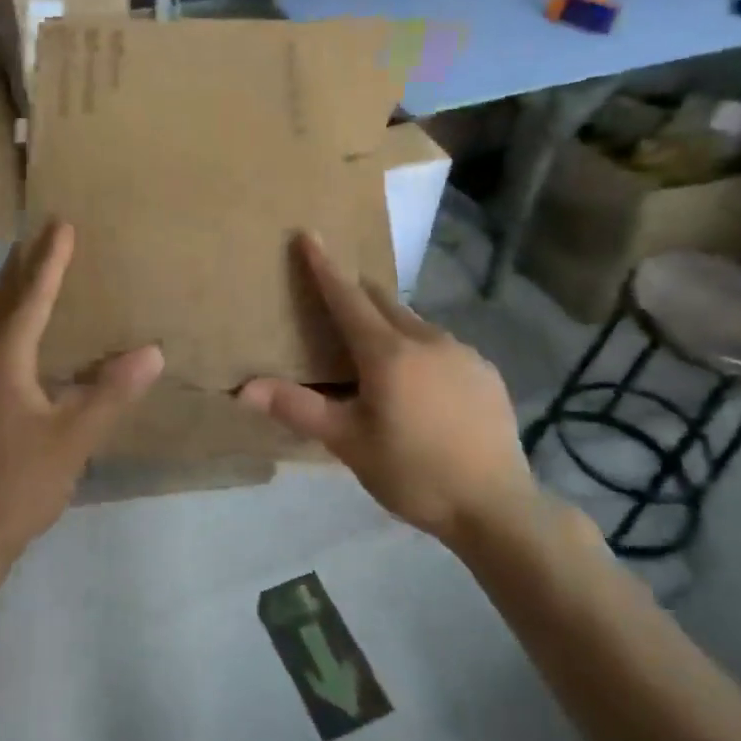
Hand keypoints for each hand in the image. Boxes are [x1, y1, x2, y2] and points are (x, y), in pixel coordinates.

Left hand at [0, 222, 163, 563]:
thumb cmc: (17, 483)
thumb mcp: (72, 438)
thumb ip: (110, 393)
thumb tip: (150, 351)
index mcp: (0, 362)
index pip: (30, 300)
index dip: (49, 262)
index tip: (62, 225)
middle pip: (2, 305)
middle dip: (23, 269)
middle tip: (42, 235)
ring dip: (15, 297)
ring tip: (35, 275)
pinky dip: (14, 329)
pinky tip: (30, 342)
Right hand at [238, 233, 541, 553]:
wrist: (495, 505)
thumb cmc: (413, 473)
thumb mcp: (348, 443)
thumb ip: (299, 409)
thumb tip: (245, 389)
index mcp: (388, 353)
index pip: (347, 297)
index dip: (324, 266)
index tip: (308, 234)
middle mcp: (427, 340)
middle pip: (384, 302)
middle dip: (357, 291)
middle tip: (337, 293)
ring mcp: (463, 353)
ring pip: (416, 324)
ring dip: (390, 324)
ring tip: (376, 349)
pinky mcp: (485, 373)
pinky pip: (443, 347)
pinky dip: (420, 349)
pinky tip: (421, 382)